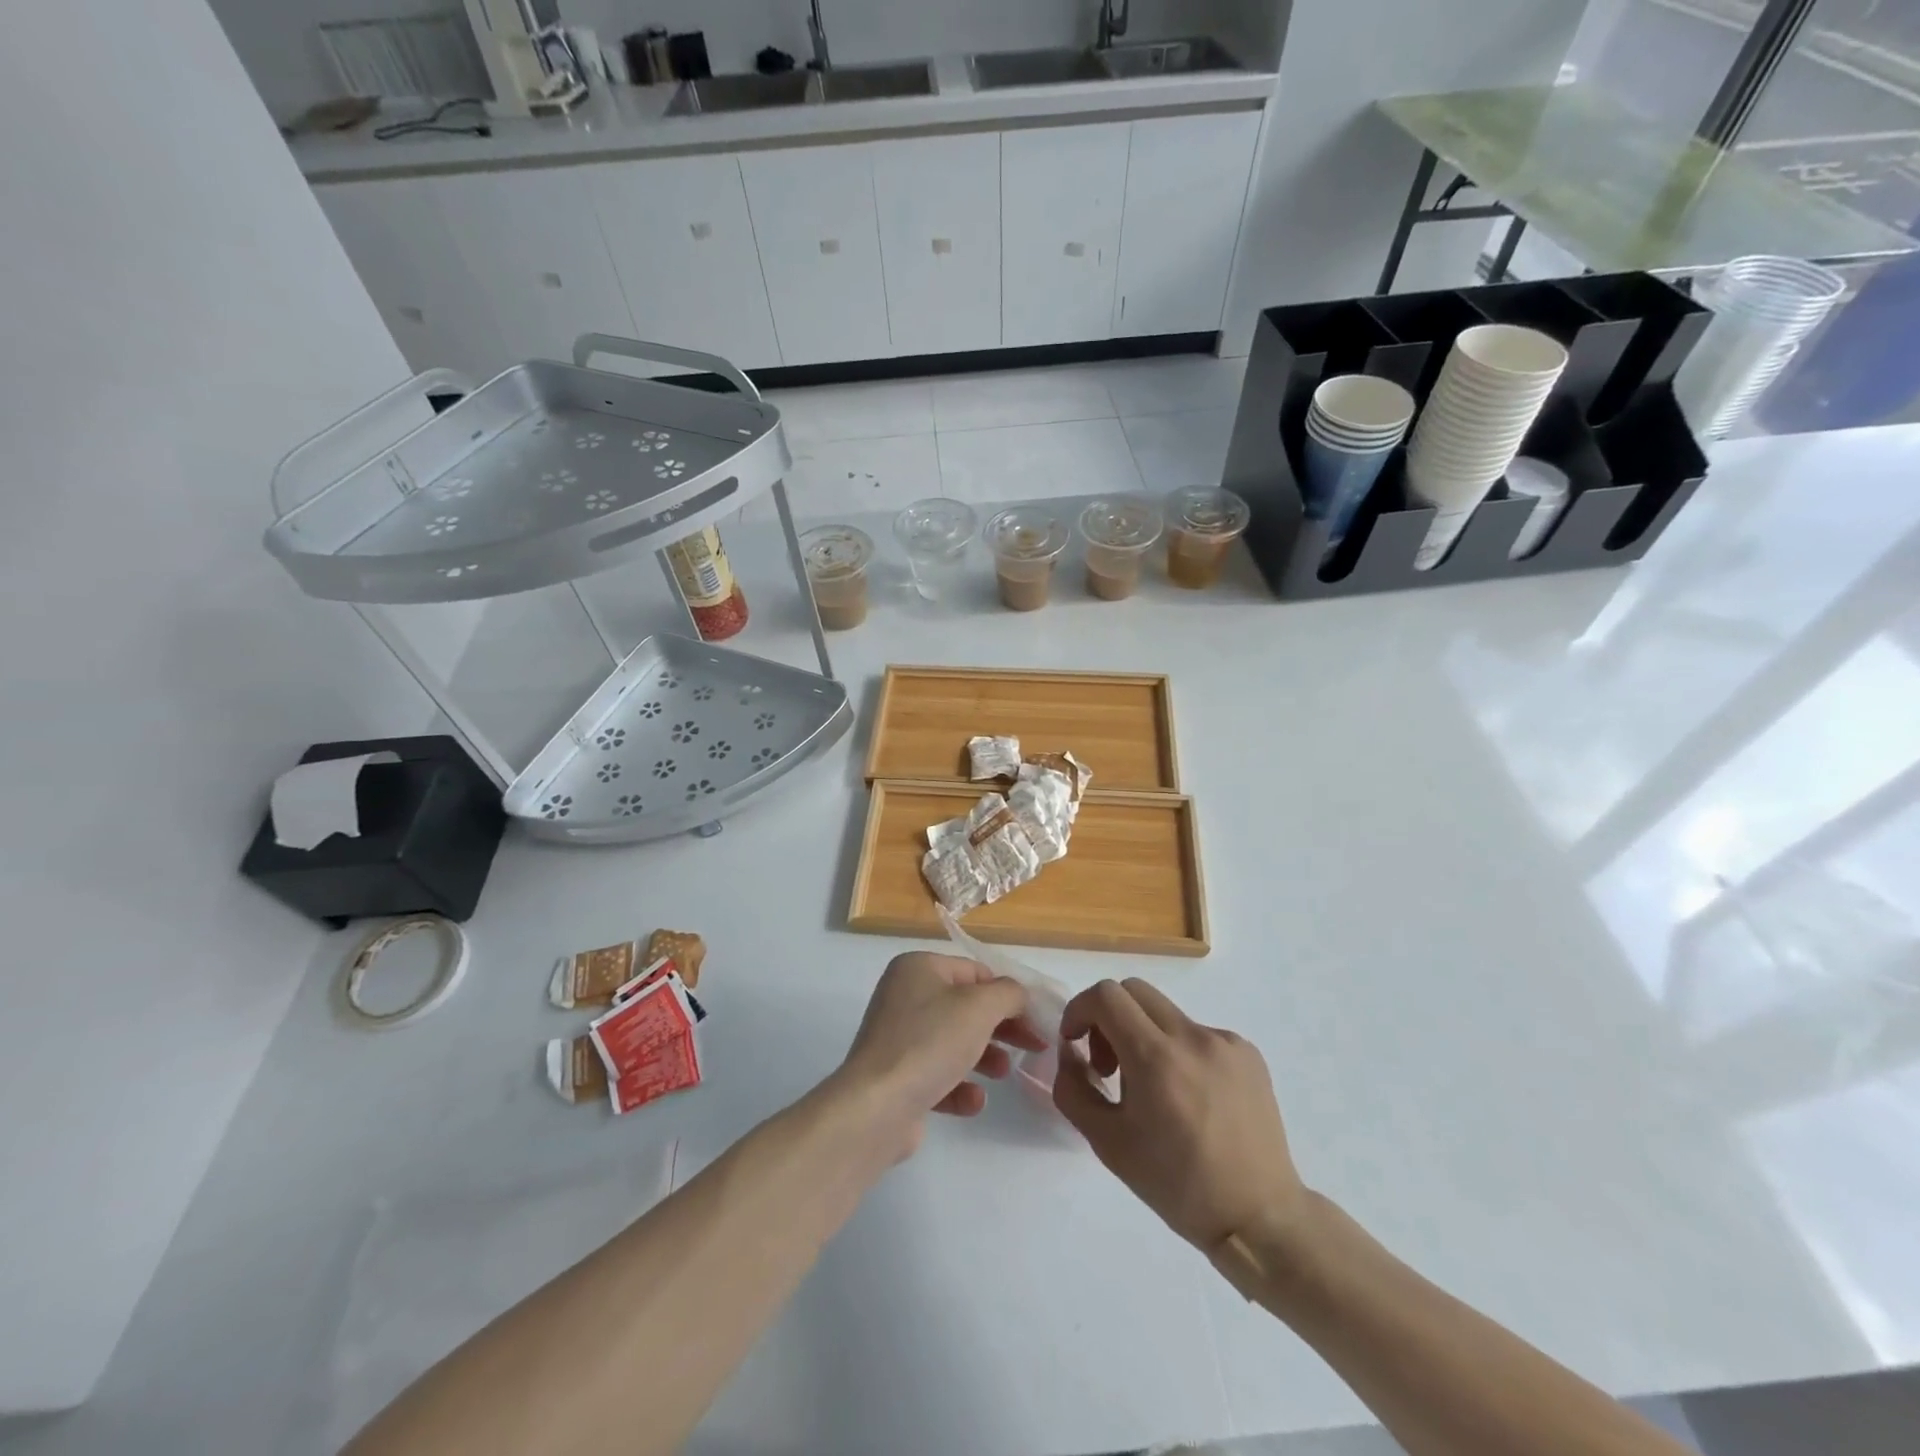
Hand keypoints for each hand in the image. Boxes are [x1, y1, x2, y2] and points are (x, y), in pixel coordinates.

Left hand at [838, 952, 1047, 1158]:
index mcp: (918, 968)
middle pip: (966, 1007)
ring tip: (1003, 1073)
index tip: (1037, 1020)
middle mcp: (904, 996)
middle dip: (1001, 1027)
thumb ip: (1008, 993)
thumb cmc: (930, 1043)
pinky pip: (937, 1074)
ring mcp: (897, 1037)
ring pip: (953, 1041)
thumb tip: (1017, 995)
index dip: (1009, 994)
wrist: (876, 1107)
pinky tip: (973, 1101)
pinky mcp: (896, 1077)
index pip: (975, 972)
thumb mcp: (980, 1007)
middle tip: (1033, 1046)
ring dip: (985, 1056)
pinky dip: (959, 1086)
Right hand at [1052, 979, 1307, 1252]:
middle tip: (1109, 1065)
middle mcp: (1192, 1036)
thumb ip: (1074, 1088)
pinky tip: (1191, 1097)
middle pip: (1134, 991)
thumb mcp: (1107, 1144)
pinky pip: (1198, 1033)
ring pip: (1166, 1013)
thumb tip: (1070, 1052)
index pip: (1106, 996)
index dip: (1080, 1010)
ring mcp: (1225, 1041)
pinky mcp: (1248, 1052)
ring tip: (1154, 1090)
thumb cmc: (1176, 1185)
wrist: (1259, 1216)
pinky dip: (1180, 1051)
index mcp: (1156, 1058)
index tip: (1076, 1043)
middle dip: (1109, 1018)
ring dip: (1145, 1036)